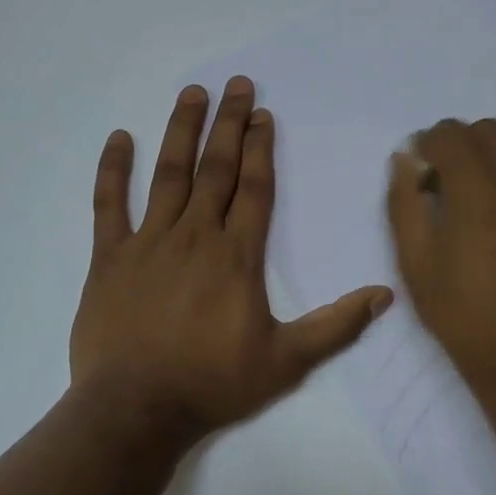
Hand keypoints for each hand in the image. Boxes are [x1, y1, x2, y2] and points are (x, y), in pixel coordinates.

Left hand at [70, 76, 393, 446]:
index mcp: (237, 257)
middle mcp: (195, 237)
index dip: (261, 149)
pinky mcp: (109, 259)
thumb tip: (386, 295)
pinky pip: (109, 205)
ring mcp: (148, 243)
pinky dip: (113, 171)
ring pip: (168, 175)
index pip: (254, 189)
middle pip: (216, 169)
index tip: (264, 115)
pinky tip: (119, 137)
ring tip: (192, 93)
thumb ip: (336, 325)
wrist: (135, 410)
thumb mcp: (287, 361)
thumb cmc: (213, 384)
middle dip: (229, 124)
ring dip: (181, 131)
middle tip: (237, 84)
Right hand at [386, 118, 495, 383]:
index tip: (420, 173)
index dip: (428, 145)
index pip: (452, 135)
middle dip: (459, 145)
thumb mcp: (414, 260)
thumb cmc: (459, 312)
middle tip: (444, 183)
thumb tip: (406, 159)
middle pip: (488, 130)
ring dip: (490, 155)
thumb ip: (405, 201)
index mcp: (480, 196)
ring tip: (475, 194)